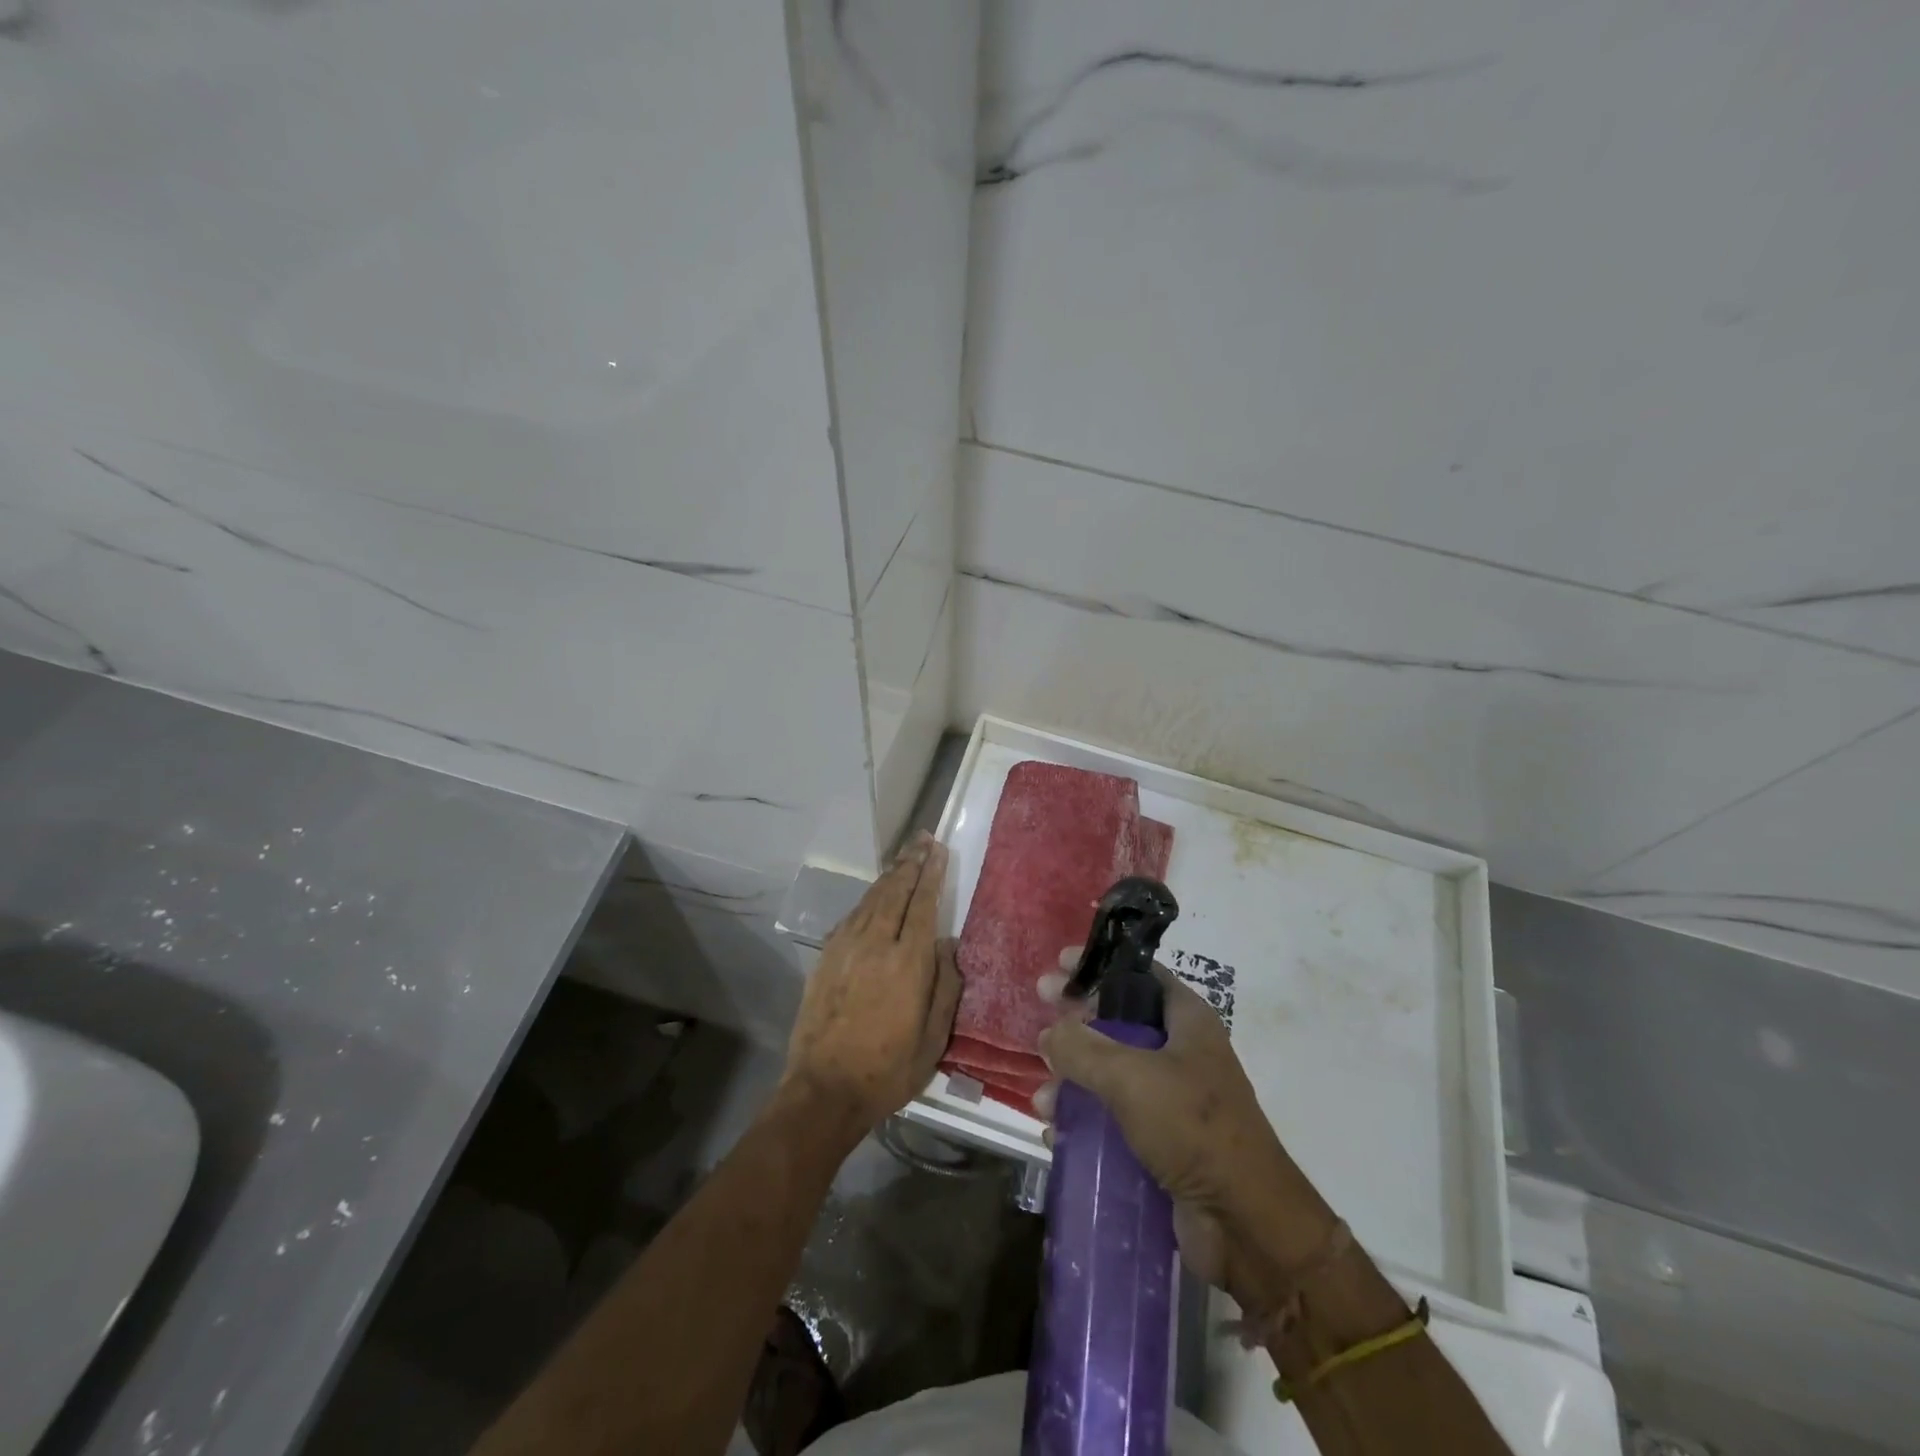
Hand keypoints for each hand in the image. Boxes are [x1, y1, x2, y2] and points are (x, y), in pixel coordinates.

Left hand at [782, 832, 960, 1140]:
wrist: (824, 1090)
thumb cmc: (888, 1070)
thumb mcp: (934, 1039)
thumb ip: (946, 986)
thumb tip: (948, 945)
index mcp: (908, 962)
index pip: (923, 904)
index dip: (931, 874)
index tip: (938, 850)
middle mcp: (875, 944)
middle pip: (895, 892)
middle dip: (910, 863)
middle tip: (922, 839)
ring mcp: (846, 948)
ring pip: (871, 899)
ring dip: (889, 876)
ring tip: (903, 858)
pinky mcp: (826, 958)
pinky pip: (851, 916)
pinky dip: (866, 899)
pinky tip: (873, 896)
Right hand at [1034, 956, 1334, 1296]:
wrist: (1246, 1224)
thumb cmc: (1193, 1128)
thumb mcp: (1130, 1077)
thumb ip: (1082, 1047)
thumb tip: (1050, 1033)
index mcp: (1187, 1021)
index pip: (1139, 974)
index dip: (1100, 966)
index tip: (1060, 964)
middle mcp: (1181, 1052)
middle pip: (1118, 1023)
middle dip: (1076, 1023)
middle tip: (1039, 1016)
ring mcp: (1171, 1099)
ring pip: (1110, 1074)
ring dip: (1073, 1081)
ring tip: (1044, 1100)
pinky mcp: (1162, 1141)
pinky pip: (1114, 1118)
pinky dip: (1085, 1120)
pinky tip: (1057, 1132)